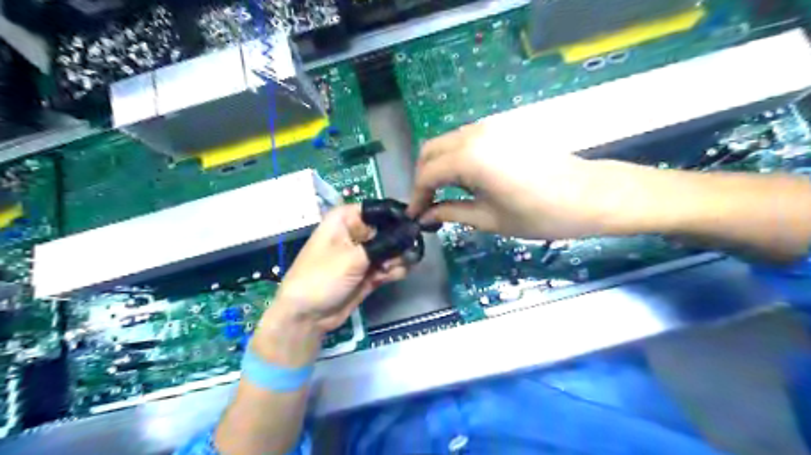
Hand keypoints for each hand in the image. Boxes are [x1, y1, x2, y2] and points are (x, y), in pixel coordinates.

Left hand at [255, 206, 408, 365]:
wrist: (307, 317)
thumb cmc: (322, 277)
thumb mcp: (353, 257)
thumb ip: (387, 243)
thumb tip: (414, 229)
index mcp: (346, 218)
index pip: (380, 209)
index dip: (399, 216)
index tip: (416, 225)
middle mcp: (358, 232)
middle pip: (391, 229)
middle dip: (400, 242)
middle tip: (400, 255)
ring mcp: (365, 253)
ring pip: (394, 249)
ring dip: (397, 259)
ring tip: (387, 270)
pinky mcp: (370, 272)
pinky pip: (391, 265)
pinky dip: (395, 270)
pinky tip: (389, 277)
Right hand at [406, 121, 663, 241]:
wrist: (591, 195)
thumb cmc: (541, 213)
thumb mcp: (490, 219)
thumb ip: (451, 213)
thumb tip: (426, 216)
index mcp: (469, 157)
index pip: (427, 173)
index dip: (417, 196)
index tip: (416, 216)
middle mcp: (475, 134)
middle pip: (432, 150)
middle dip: (424, 177)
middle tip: (428, 203)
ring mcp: (491, 127)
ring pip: (449, 142)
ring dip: (440, 166)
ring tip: (448, 194)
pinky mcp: (505, 128)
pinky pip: (468, 139)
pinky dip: (457, 157)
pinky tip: (470, 179)